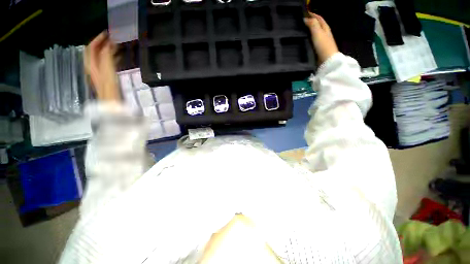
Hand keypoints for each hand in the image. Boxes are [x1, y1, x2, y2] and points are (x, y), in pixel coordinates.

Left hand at [85, 32, 120, 101]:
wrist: (111, 103)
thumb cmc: (109, 88)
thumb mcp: (107, 70)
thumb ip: (107, 56)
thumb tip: (111, 43)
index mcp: (91, 64)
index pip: (91, 47)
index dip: (99, 39)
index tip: (109, 33)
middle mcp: (93, 67)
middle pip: (95, 51)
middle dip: (103, 43)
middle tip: (114, 38)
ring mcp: (100, 72)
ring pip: (102, 57)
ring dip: (109, 50)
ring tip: (119, 46)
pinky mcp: (107, 77)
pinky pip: (108, 63)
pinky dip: (113, 58)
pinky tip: (120, 58)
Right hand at [304, 13, 338, 64]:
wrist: (327, 60)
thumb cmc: (323, 45)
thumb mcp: (318, 33)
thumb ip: (312, 25)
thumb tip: (306, 19)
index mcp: (325, 28)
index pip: (319, 19)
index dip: (313, 15)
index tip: (305, 13)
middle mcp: (325, 34)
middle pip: (318, 26)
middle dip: (311, 22)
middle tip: (302, 22)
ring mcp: (322, 42)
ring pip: (315, 34)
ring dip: (310, 31)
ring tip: (302, 31)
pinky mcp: (319, 49)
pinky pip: (313, 42)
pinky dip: (309, 39)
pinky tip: (304, 41)